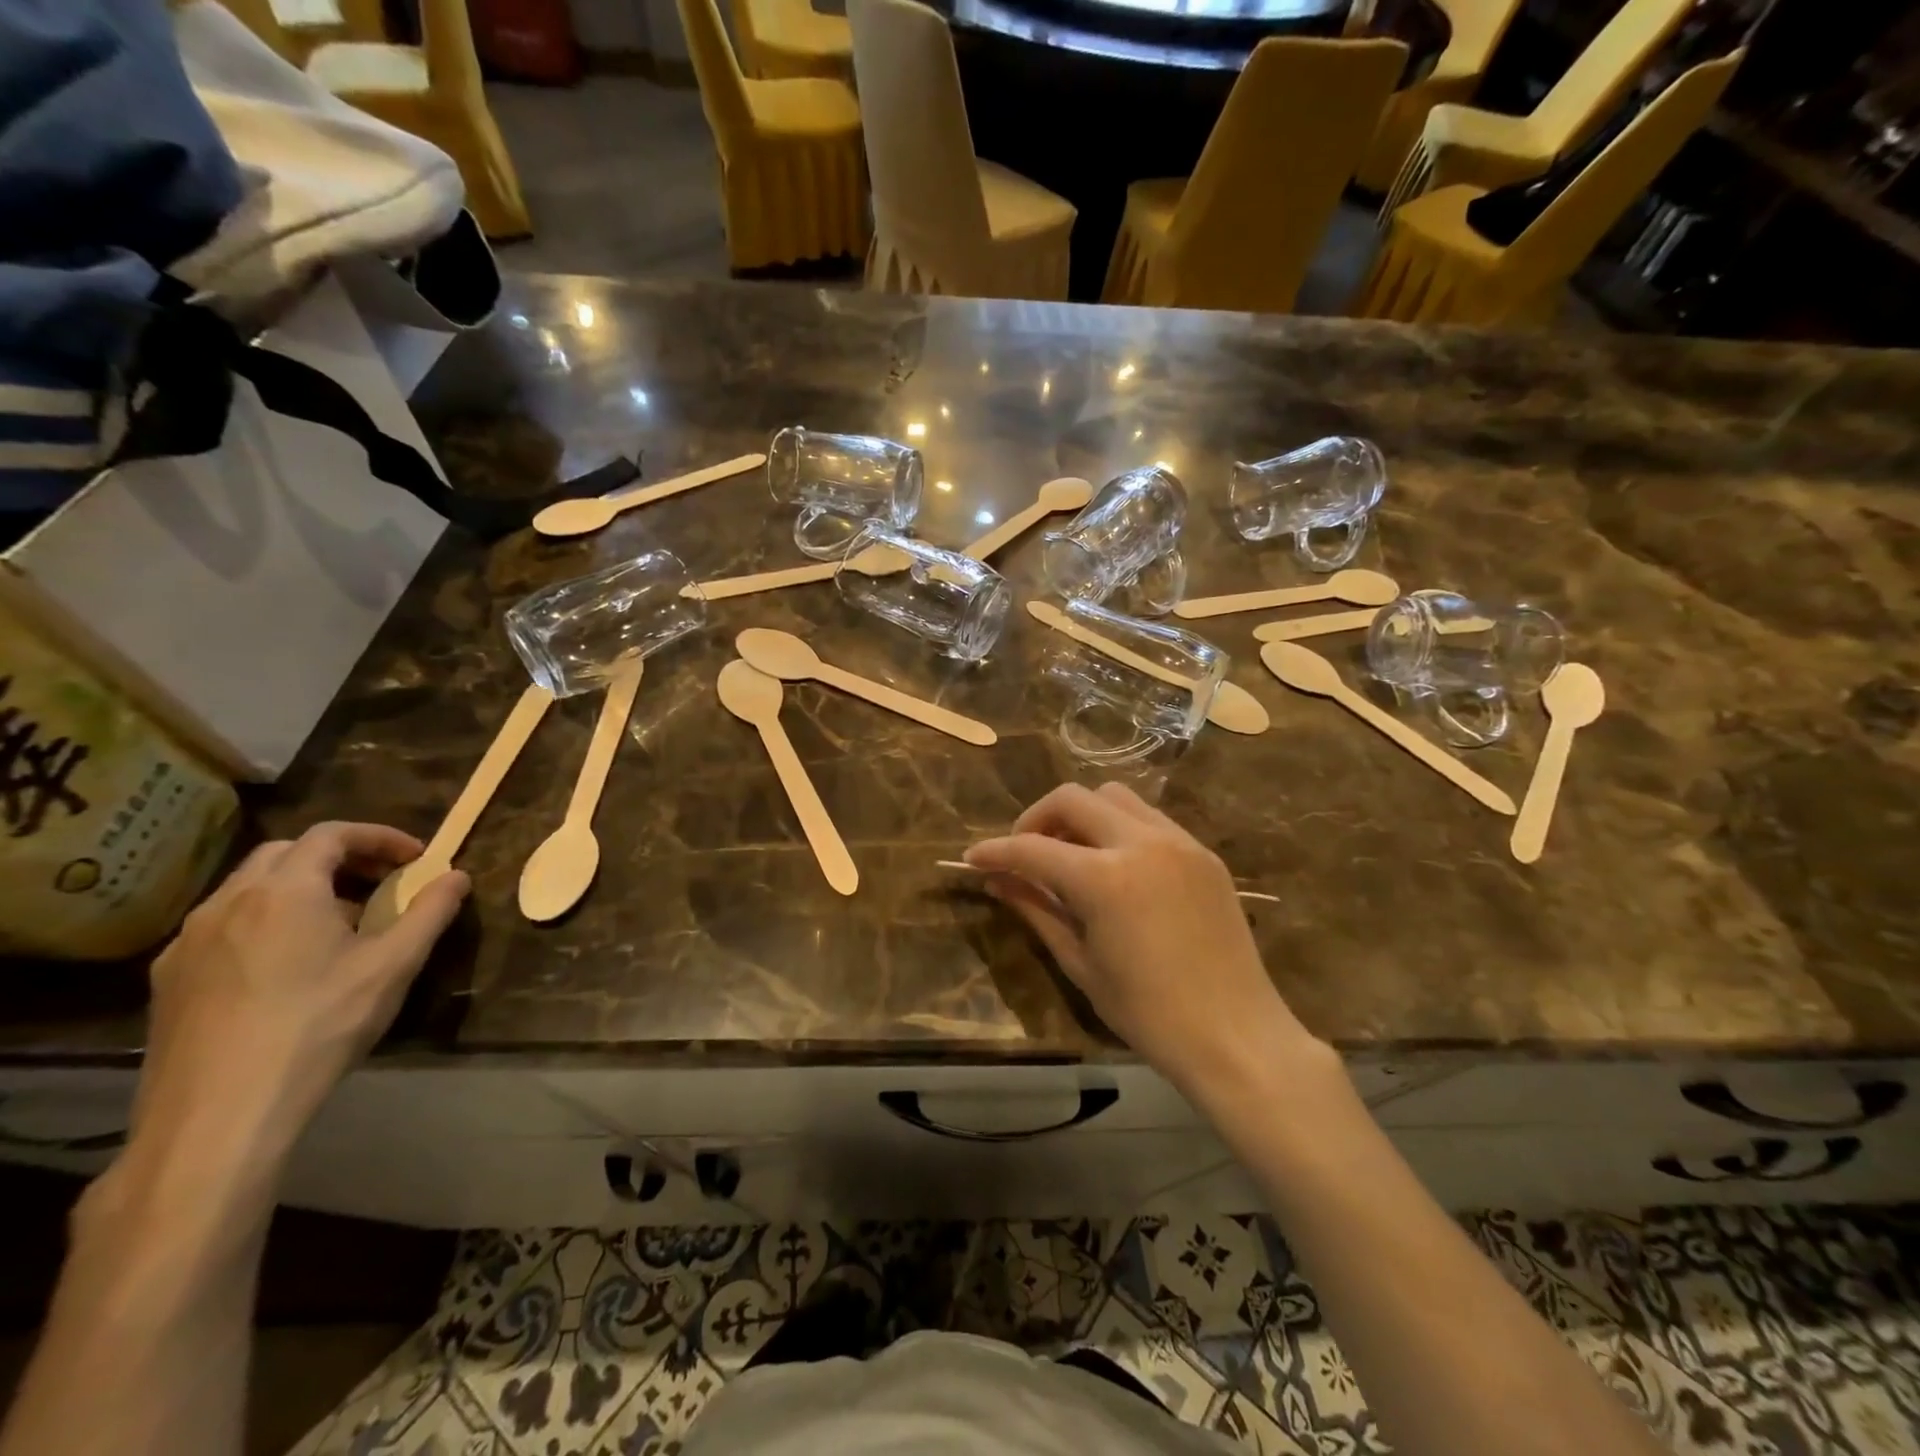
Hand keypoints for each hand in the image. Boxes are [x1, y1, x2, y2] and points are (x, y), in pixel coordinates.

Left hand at [134, 823, 469, 1154]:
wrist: (220, 1114)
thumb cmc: (320, 1026)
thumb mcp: (394, 966)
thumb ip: (430, 912)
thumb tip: (458, 875)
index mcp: (285, 891)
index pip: (332, 834)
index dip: (379, 837)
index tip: (415, 858)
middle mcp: (229, 903)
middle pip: (285, 854)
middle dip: (339, 858)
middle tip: (380, 883)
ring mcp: (189, 941)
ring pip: (249, 889)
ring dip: (300, 889)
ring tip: (339, 925)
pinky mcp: (169, 979)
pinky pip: (223, 926)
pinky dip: (265, 921)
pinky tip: (287, 964)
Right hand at [965, 783, 1319, 1101]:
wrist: (1237, 1036)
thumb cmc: (1149, 1014)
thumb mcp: (1080, 963)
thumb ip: (1036, 911)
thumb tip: (996, 881)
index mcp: (1105, 878)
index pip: (1033, 849)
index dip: (996, 852)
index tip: (973, 858)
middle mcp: (1141, 843)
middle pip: (1073, 798)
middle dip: (1037, 818)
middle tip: (1025, 853)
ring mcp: (1178, 842)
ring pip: (1114, 797)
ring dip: (1081, 815)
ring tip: (1071, 855)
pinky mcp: (1203, 853)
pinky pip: (1149, 819)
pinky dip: (1119, 829)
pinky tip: (1115, 867)